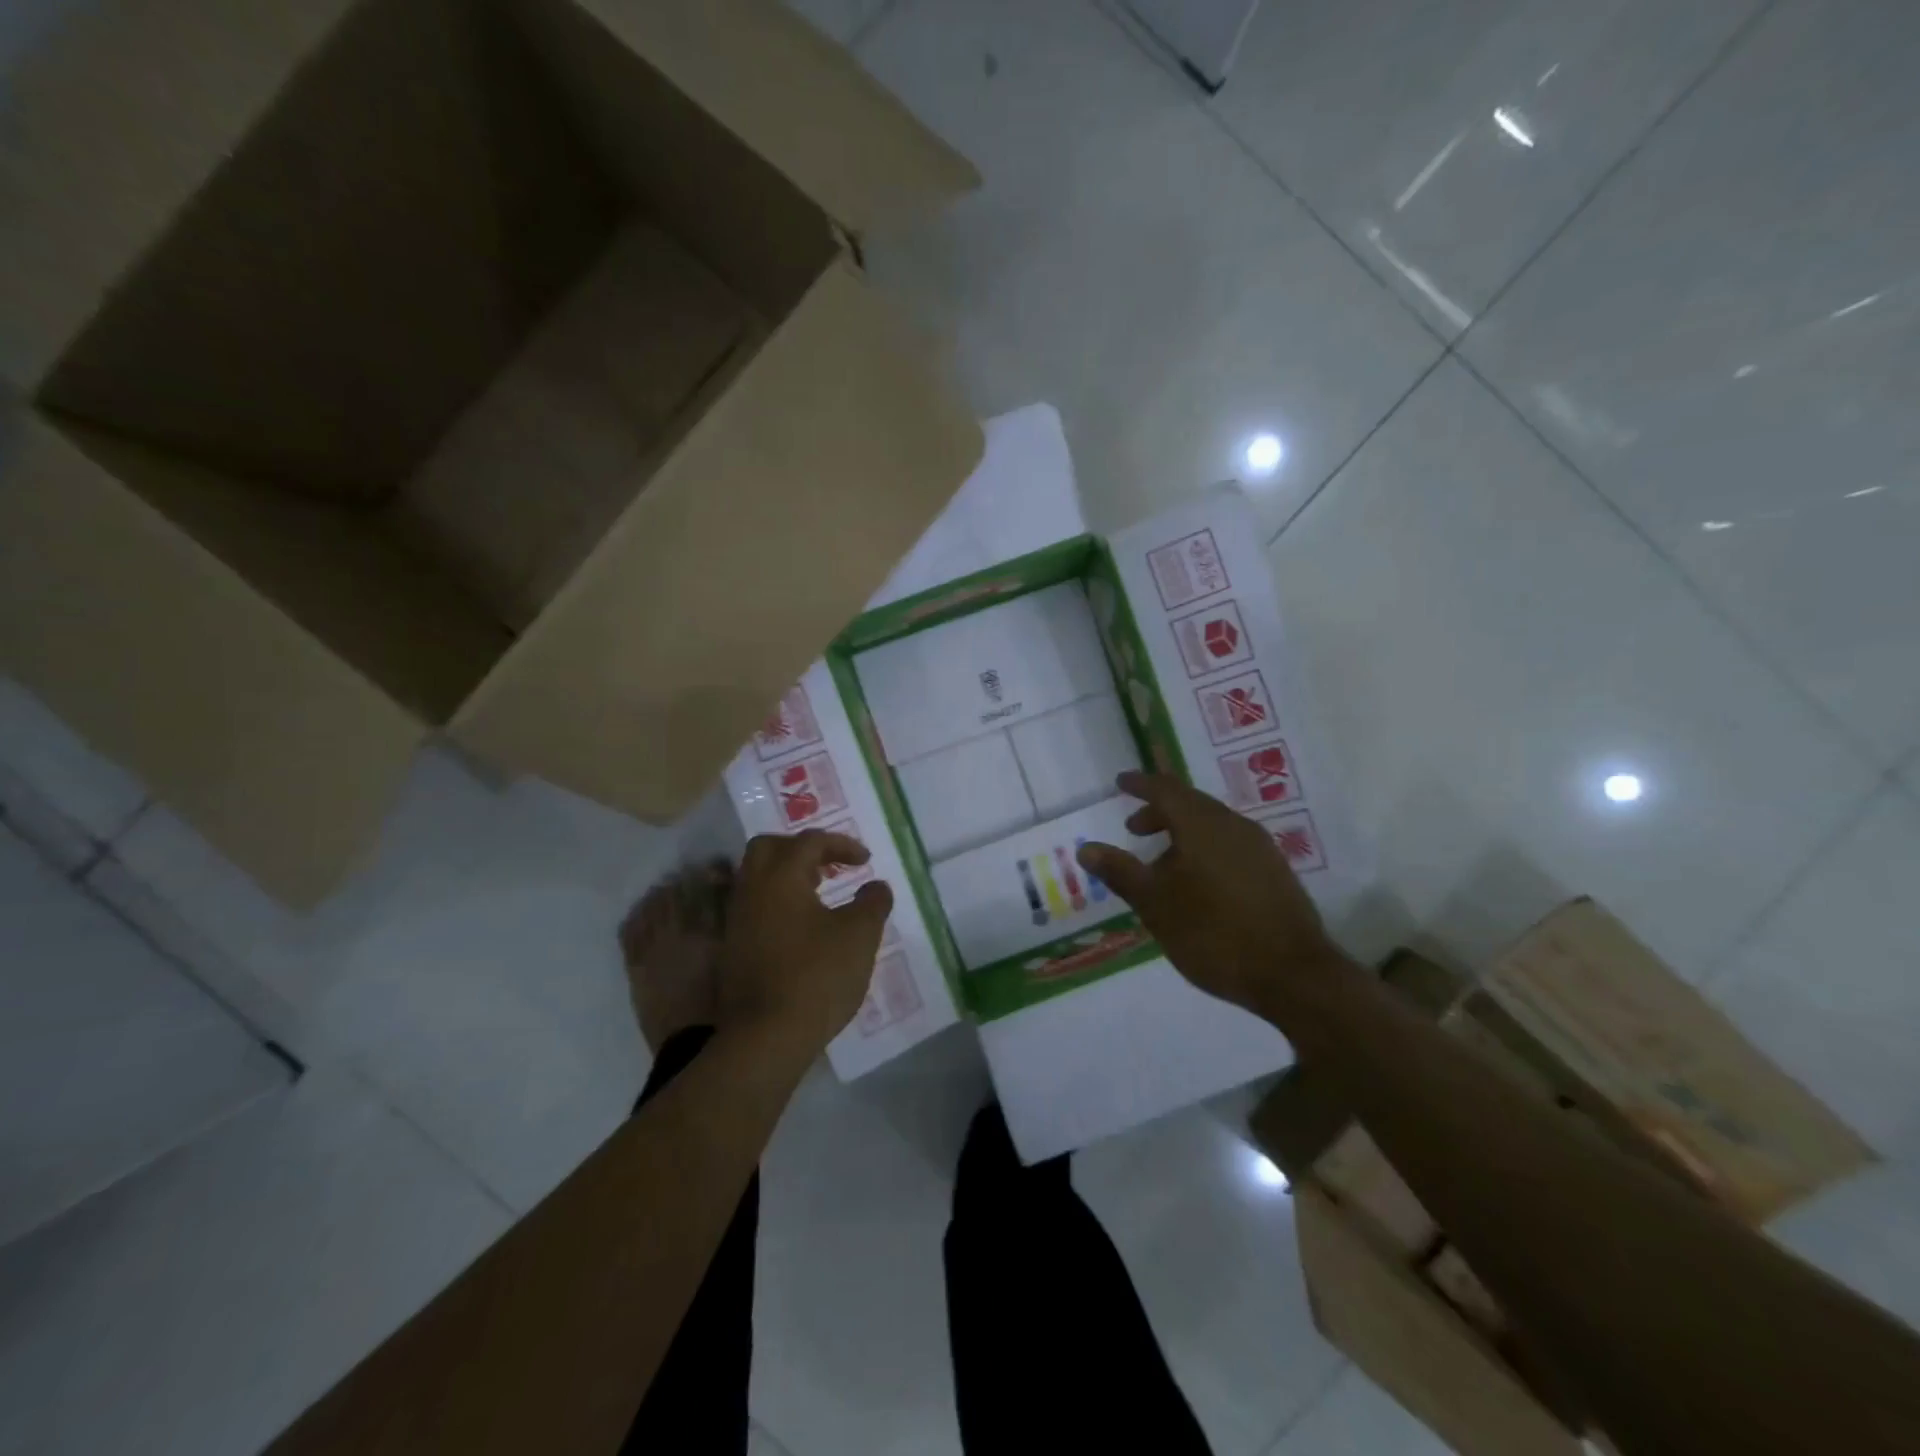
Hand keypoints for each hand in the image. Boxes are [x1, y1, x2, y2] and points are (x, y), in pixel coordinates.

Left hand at [717, 830, 893, 1061]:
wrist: (764, 1037)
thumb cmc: (816, 976)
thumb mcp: (859, 935)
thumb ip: (872, 903)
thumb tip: (877, 887)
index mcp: (780, 877)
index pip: (810, 842)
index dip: (841, 844)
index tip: (865, 860)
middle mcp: (752, 890)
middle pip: (769, 848)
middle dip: (802, 850)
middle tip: (829, 866)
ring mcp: (737, 920)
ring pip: (758, 879)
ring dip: (788, 876)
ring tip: (819, 894)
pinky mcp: (733, 948)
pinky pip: (754, 906)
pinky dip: (778, 902)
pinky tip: (801, 928)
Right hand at [1076, 771, 1345, 1022]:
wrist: (1293, 974)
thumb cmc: (1214, 933)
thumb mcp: (1156, 904)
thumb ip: (1121, 872)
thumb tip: (1087, 848)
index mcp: (1203, 825)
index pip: (1166, 789)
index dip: (1140, 784)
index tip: (1120, 782)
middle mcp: (1234, 826)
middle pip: (1191, 804)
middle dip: (1159, 812)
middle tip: (1134, 830)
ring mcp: (1260, 848)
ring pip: (1213, 826)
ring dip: (1182, 834)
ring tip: (1162, 865)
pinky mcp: (1275, 872)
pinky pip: (1230, 845)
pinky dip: (1205, 850)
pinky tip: (1198, 884)